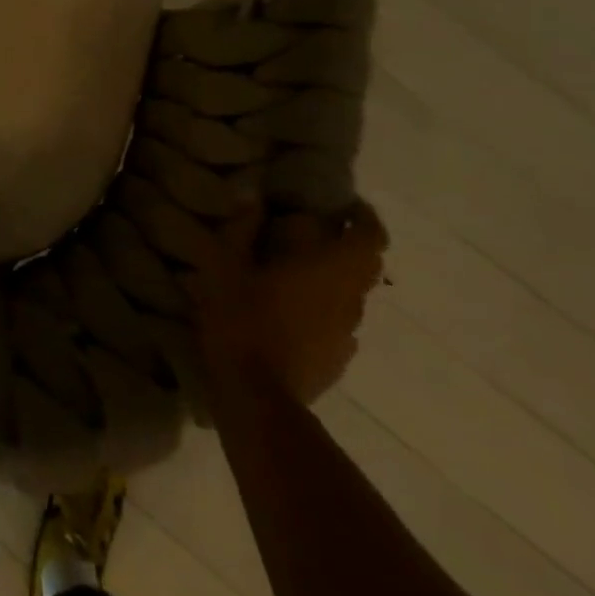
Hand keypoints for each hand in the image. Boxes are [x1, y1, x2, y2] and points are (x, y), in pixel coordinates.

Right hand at [182, 198, 387, 403]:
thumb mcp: (224, 266)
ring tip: (299, 273)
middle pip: (367, 266)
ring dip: (335, 279)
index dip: (365, 218)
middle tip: (316, 234)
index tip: (344, 206)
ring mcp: (348, 334)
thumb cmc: (240, 321)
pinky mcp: (338, 360)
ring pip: (353, 296)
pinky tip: (293, 314)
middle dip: (350, 245)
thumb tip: (252, 198)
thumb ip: (241, 229)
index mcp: (329, 270)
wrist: (256, 397)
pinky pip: (340, 324)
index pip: (370, 237)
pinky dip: (325, 310)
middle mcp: (349, 299)